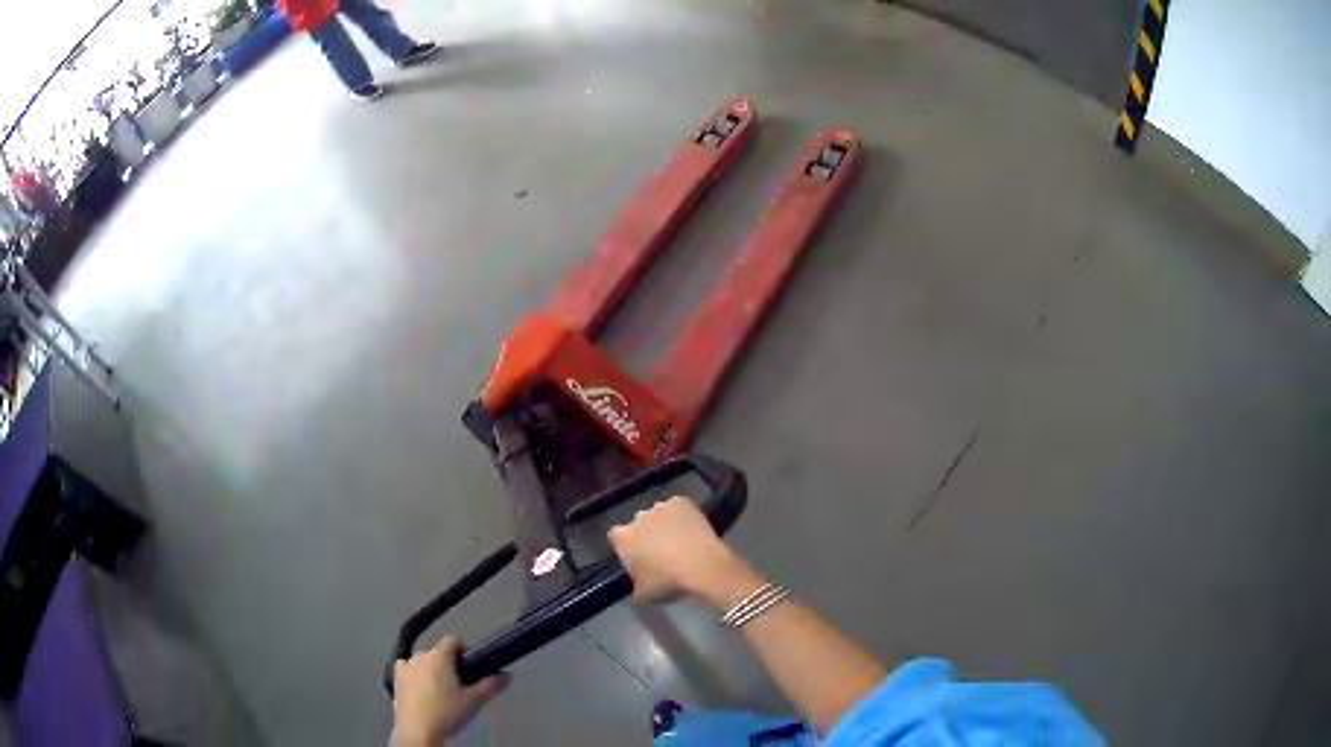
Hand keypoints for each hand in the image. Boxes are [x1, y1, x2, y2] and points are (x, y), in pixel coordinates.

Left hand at [392, 637, 508, 746]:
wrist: (418, 730)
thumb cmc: (447, 712)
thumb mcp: (473, 701)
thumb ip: (490, 685)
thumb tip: (506, 675)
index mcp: (440, 656)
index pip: (454, 640)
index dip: (465, 651)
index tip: (472, 666)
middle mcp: (420, 655)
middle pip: (438, 651)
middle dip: (449, 663)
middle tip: (460, 683)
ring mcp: (405, 665)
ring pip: (423, 660)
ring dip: (432, 668)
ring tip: (441, 689)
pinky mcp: (396, 677)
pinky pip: (407, 667)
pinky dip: (415, 673)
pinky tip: (420, 688)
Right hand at [608, 496, 759, 607]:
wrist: (703, 566)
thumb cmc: (668, 582)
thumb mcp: (643, 595)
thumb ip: (634, 585)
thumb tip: (637, 583)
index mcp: (623, 538)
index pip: (615, 537)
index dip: (625, 547)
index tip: (636, 558)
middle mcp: (637, 517)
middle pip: (638, 524)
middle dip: (645, 535)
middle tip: (660, 553)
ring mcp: (661, 506)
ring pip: (658, 516)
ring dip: (664, 526)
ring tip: (680, 543)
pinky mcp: (682, 502)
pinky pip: (678, 509)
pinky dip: (682, 518)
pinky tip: (692, 532)